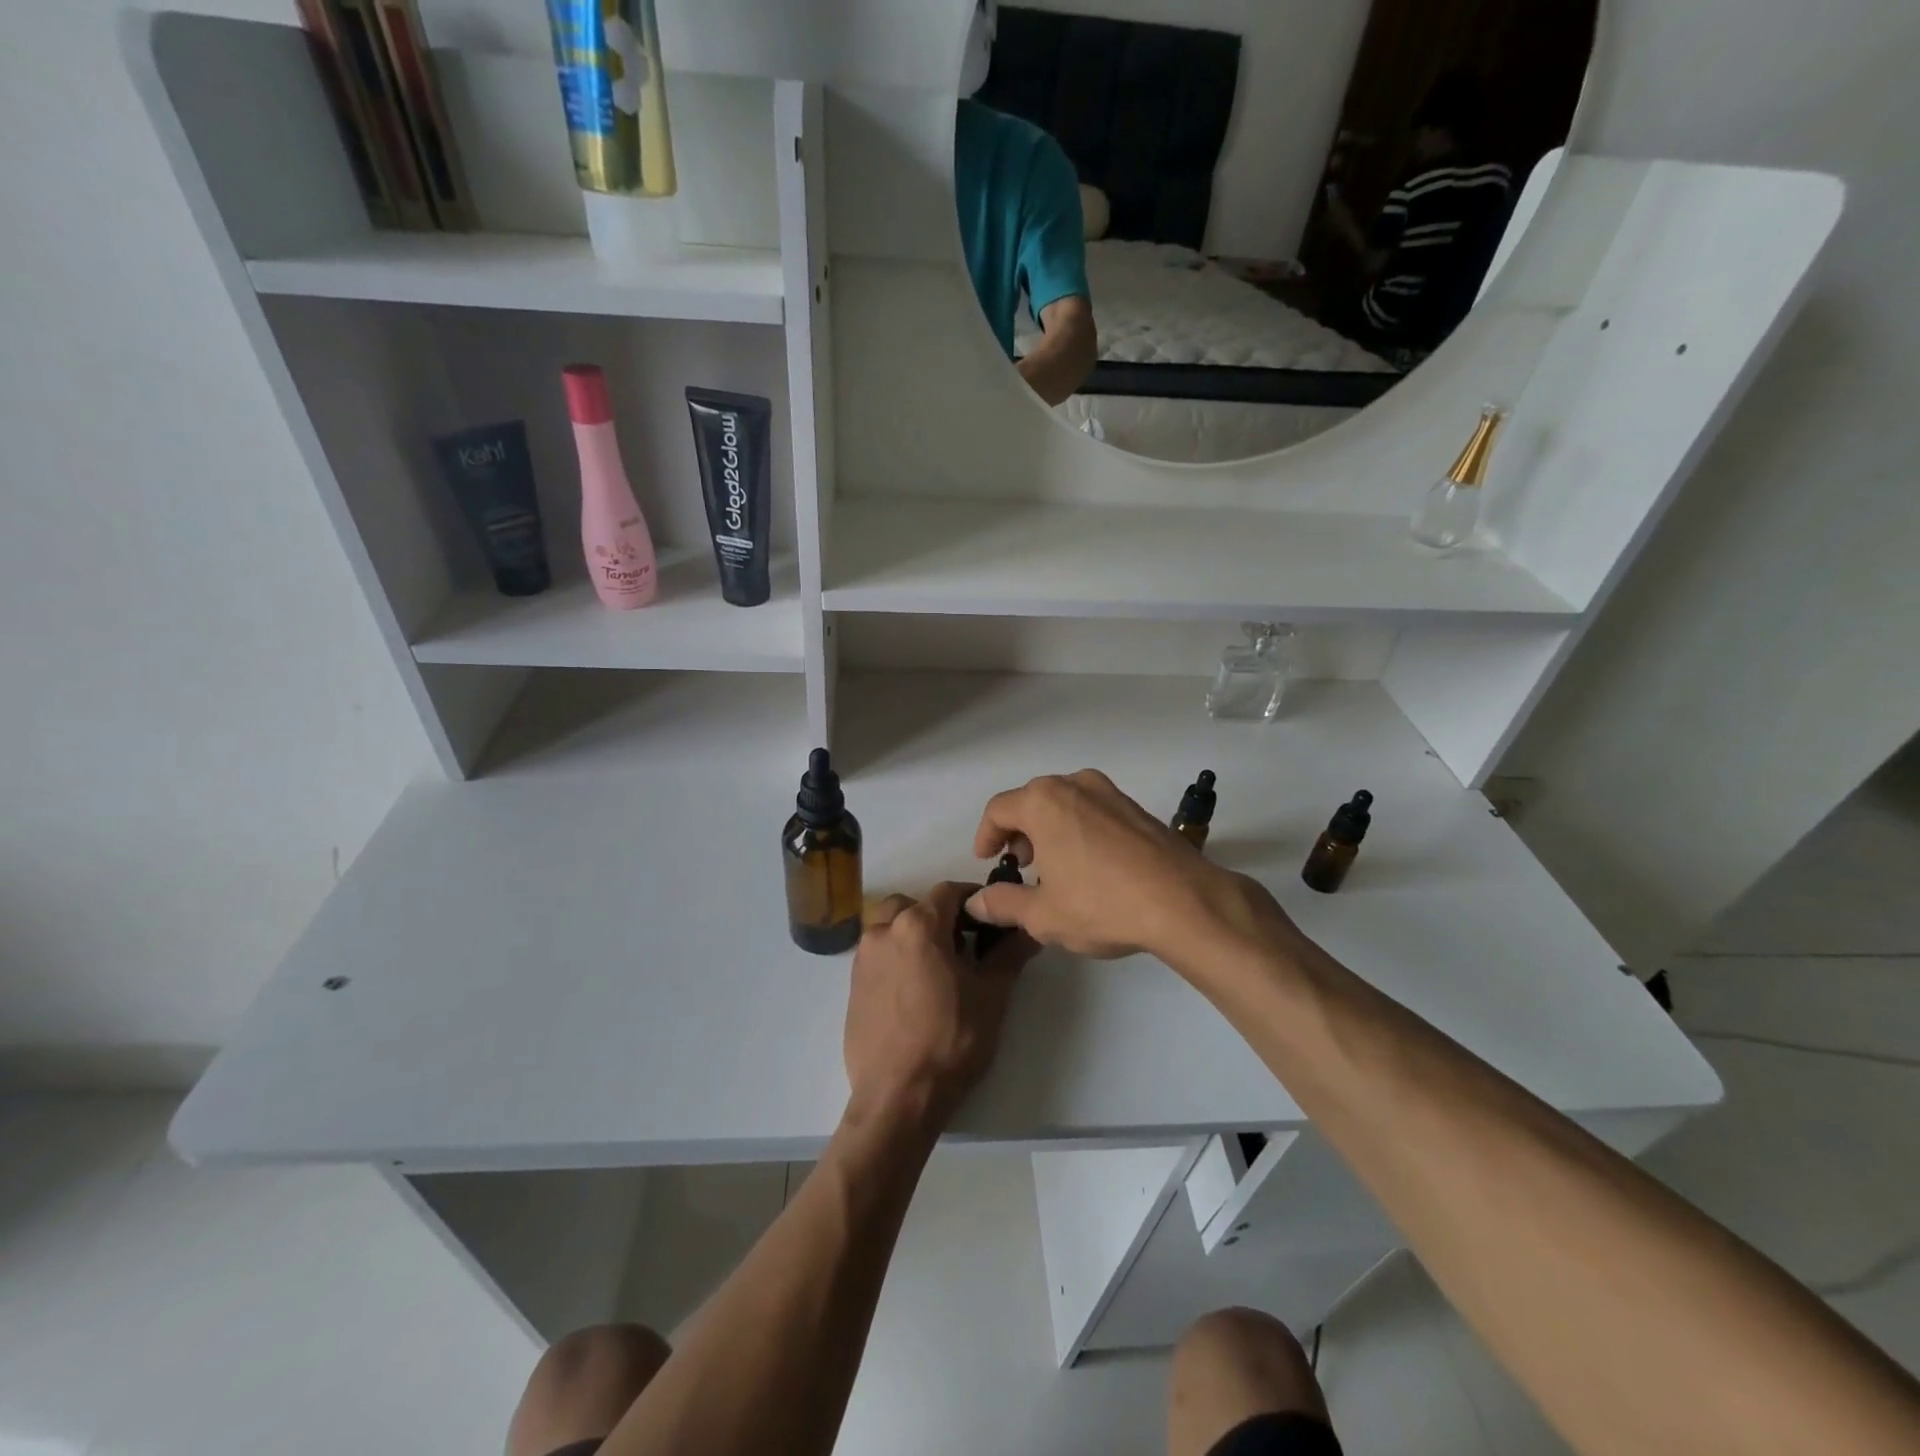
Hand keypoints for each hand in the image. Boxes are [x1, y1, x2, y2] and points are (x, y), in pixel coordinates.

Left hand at [844, 882, 1036, 1131]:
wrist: (898, 1097)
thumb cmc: (951, 1041)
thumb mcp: (991, 996)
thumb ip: (1010, 954)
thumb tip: (1030, 929)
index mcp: (917, 926)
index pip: (949, 891)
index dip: (973, 900)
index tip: (990, 918)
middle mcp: (883, 931)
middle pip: (913, 904)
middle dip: (939, 915)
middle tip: (963, 943)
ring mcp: (863, 958)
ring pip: (890, 926)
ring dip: (913, 933)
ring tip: (937, 967)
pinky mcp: (852, 985)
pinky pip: (877, 954)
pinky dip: (896, 956)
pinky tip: (914, 990)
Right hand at [966, 770, 1247, 961]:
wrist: (1184, 902)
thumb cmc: (1102, 905)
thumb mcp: (1043, 915)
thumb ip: (1003, 904)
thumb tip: (977, 903)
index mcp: (1043, 802)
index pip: (999, 810)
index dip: (986, 835)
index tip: (988, 860)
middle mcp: (1074, 785)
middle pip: (1031, 801)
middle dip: (1019, 832)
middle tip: (1021, 865)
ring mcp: (1109, 792)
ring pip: (1064, 803)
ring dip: (1050, 829)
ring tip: (1055, 867)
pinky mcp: (1136, 807)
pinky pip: (1093, 810)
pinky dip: (1079, 829)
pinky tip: (1090, 865)